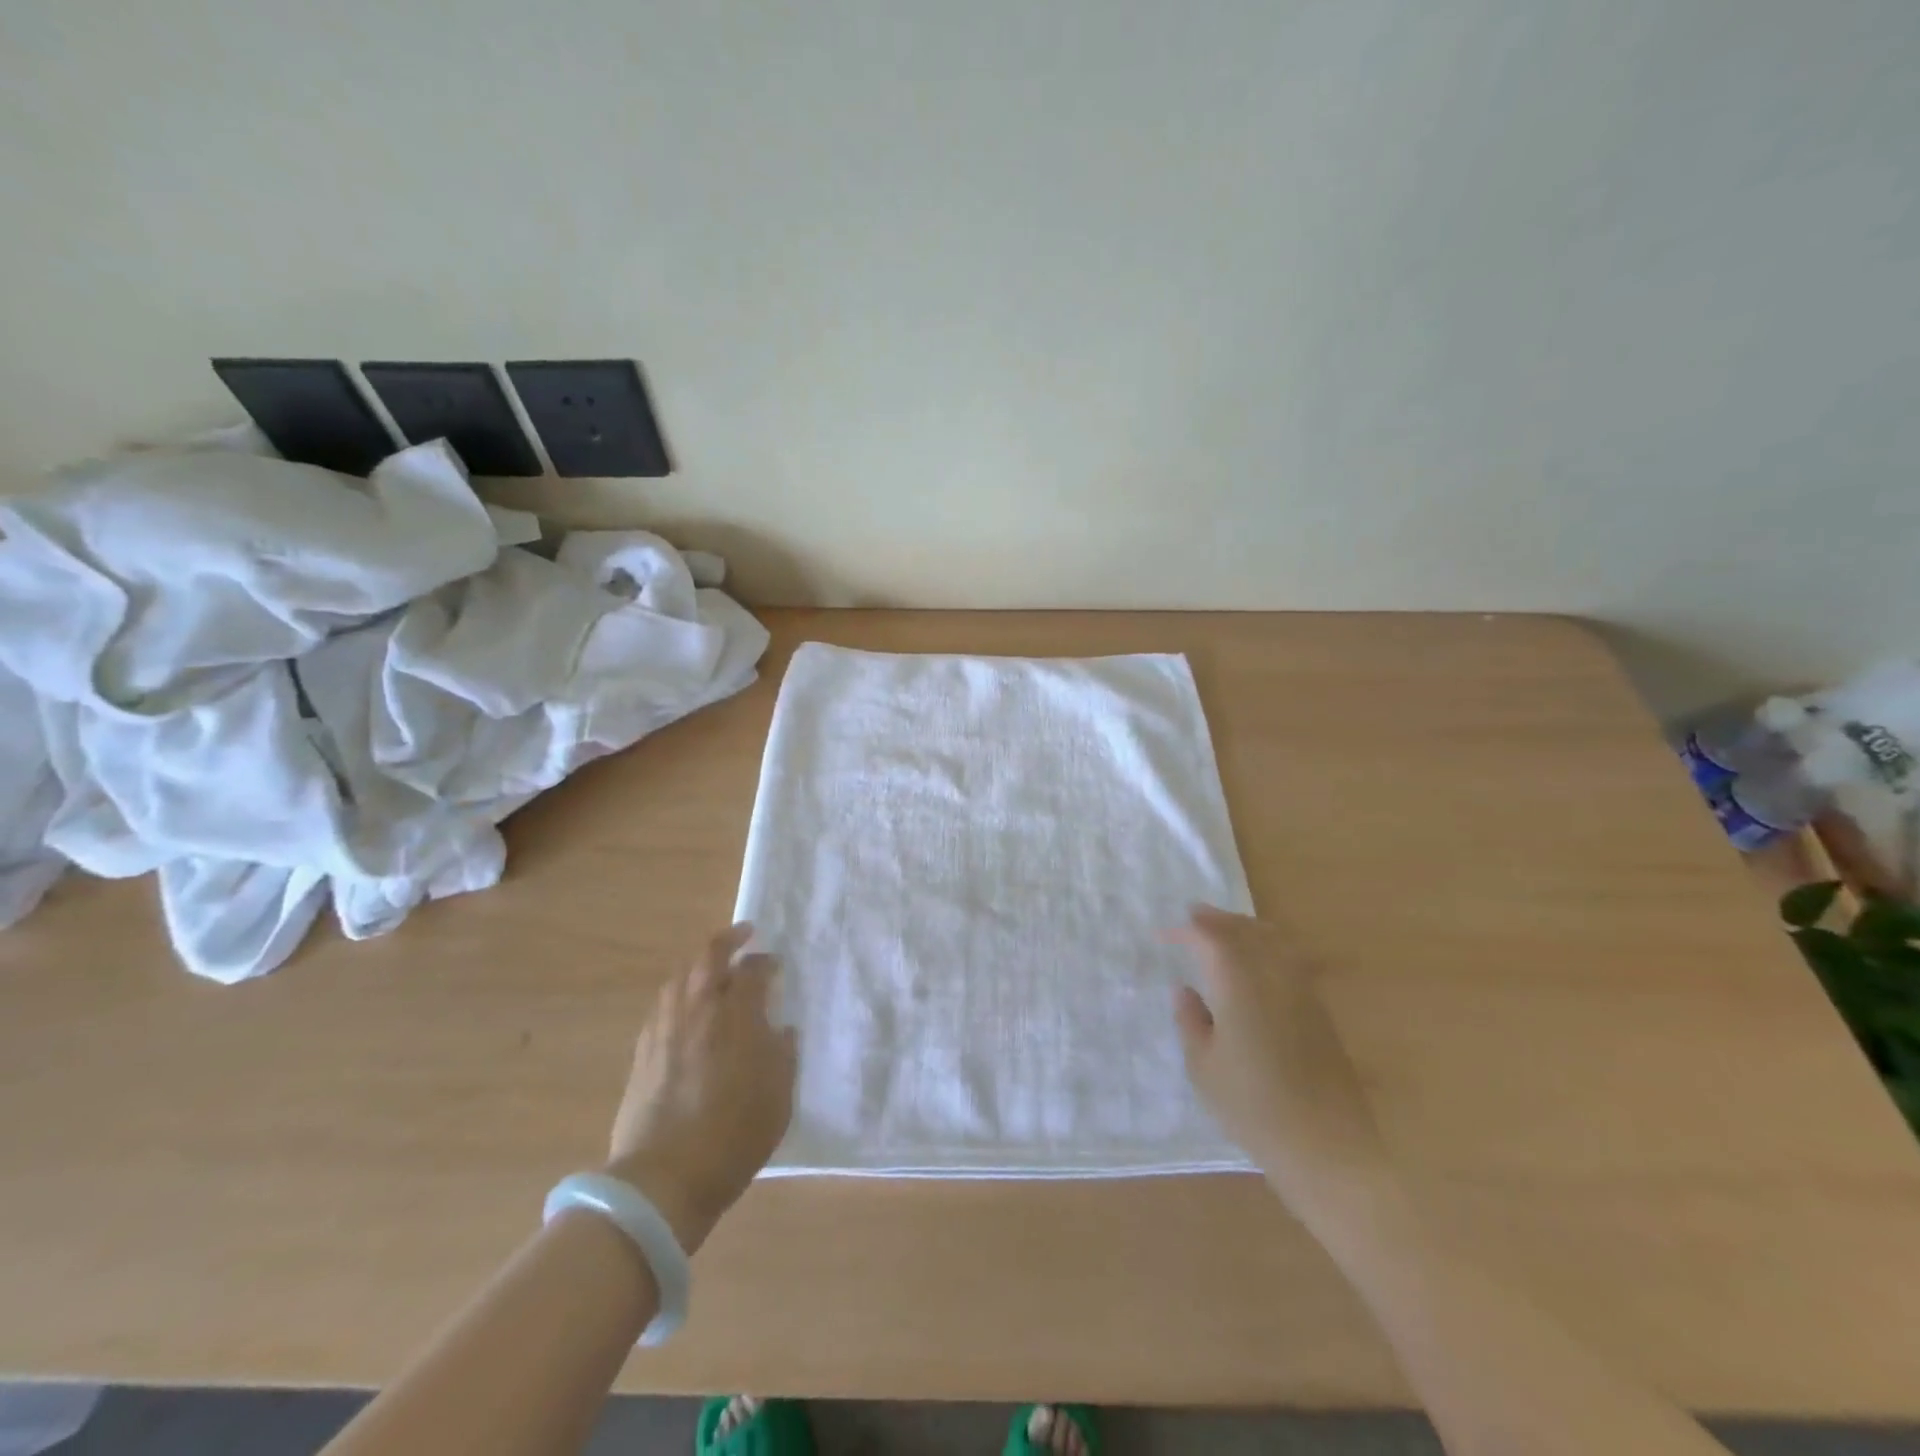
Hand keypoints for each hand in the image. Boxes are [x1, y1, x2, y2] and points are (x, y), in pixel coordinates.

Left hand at [605, 924, 797, 1254]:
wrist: (664, 1179)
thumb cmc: (734, 1136)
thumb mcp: (779, 1096)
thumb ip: (783, 1054)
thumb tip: (781, 1029)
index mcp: (736, 1016)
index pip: (753, 971)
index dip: (766, 963)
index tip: (775, 965)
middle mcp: (698, 1010)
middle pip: (709, 957)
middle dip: (728, 940)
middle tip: (744, 935)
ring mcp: (665, 1028)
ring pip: (680, 977)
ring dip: (699, 964)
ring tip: (714, 966)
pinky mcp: (643, 1051)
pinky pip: (662, 1004)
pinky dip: (678, 992)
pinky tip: (686, 1006)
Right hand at [1169, 905, 1387, 1212]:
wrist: (1327, 1148)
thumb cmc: (1253, 1109)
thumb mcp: (1204, 1068)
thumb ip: (1190, 1021)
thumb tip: (1186, 990)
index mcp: (1240, 985)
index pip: (1211, 939)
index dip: (1185, 930)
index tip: (1163, 933)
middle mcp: (1274, 977)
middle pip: (1246, 930)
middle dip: (1217, 920)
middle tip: (1193, 916)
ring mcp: (1302, 993)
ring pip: (1274, 941)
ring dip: (1245, 928)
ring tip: (1224, 931)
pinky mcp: (1320, 1012)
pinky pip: (1290, 960)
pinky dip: (1268, 947)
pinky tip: (1257, 963)